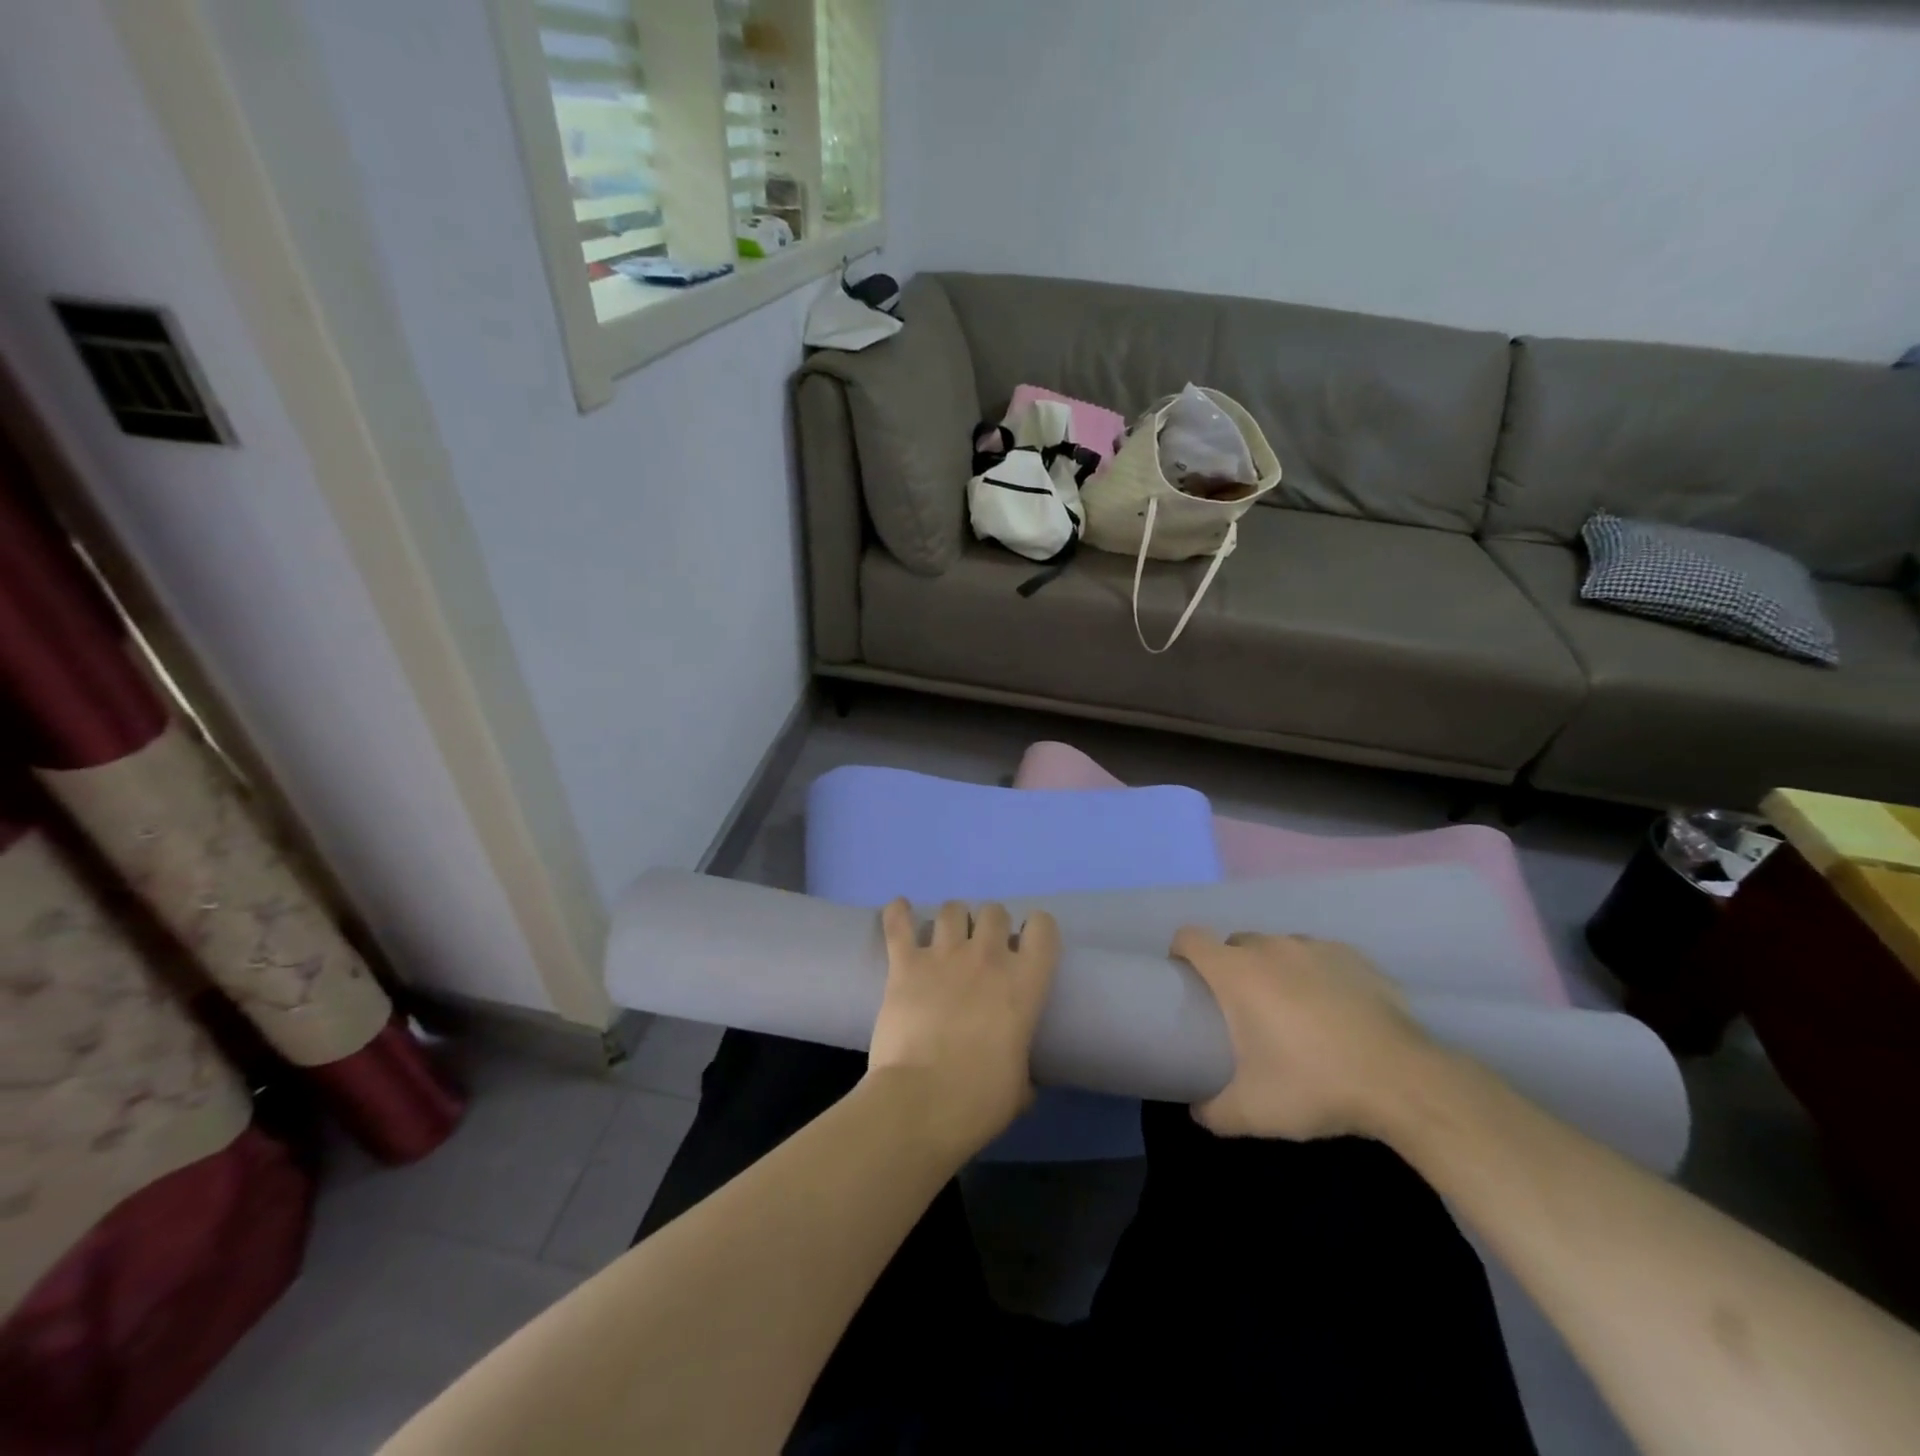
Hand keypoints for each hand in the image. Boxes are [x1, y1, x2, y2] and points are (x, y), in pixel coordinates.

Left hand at [869, 900, 1060, 1156]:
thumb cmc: (979, 1100)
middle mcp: (987, 957)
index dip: (1036, 930)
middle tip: (982, 949)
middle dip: (990, 925)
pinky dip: (897, 913)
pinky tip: (899, 909)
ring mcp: (944, 956)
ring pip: (952, 909)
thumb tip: (1022, 1081)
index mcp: (1024, 983)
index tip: (1026, 946)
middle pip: (994, 911)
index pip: (1043, 927)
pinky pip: (899, 923)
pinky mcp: (905, 963)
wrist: (921, 1102)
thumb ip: (1021, 1068)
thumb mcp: (1019, 1087)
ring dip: (952, 920)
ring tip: (946, 937)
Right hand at [1172, 928, 1433, 1140]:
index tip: (1188, 982)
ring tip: (1293, 1013)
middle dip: (1231, 970)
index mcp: (1236, 972)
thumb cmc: (1315, 1085)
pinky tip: (1335, 1011)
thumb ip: (1211, 1111)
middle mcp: (1270, 947)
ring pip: (1277, 949)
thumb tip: (1196, 1107)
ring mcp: (1314, 947)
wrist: (1405, 1082)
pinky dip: (1315, 976)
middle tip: (1244, 1012)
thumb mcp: (1251, 1112)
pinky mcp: (1353, 955)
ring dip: (1274, 971)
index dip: (1181, 954)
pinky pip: (1318, 957)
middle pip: (1234, 944)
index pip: (1189, 937)